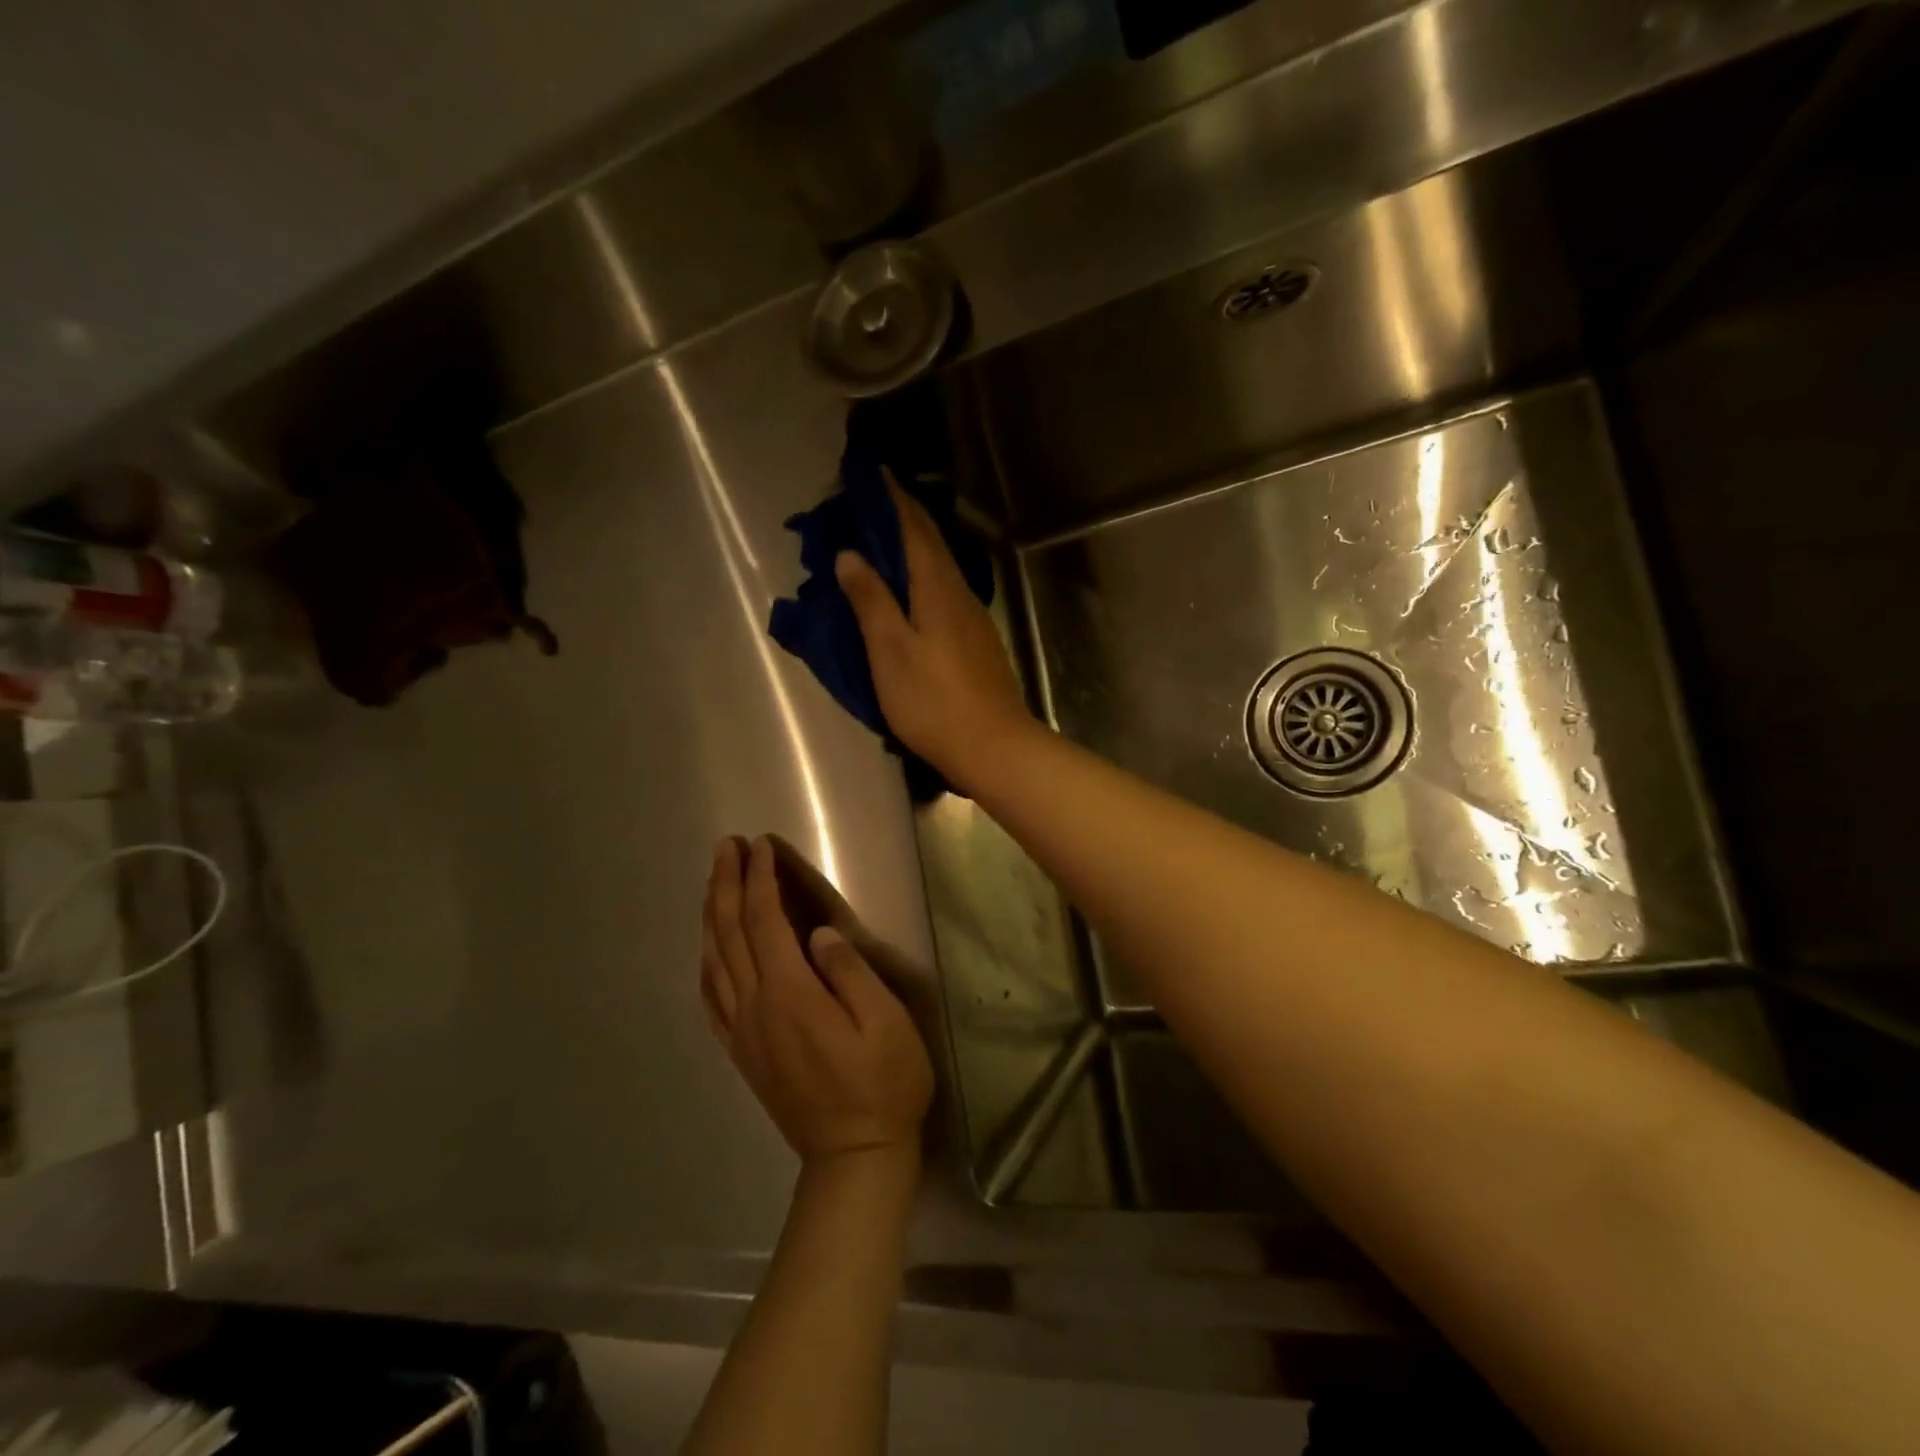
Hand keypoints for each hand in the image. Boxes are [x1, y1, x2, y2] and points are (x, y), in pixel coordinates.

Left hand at [701, 836, 933, 1164]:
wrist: (853, 1158)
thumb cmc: (883, 1084)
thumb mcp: (885, 1023)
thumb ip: (849, 973)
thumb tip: (818, 934)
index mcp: (790, 993)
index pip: (765, 921)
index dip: (759, 879)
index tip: (759, 845)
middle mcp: (755, 1006)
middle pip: (729, 933)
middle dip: (725, 884)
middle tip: (725, 846)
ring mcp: (742, 1032)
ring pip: (714, 961)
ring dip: (711, 915)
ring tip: (713, 881)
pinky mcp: (741, 1053)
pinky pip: (711, 999)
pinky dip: (705, 963)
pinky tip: (707, 950)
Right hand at [834, 475, 1035, 794]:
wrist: (994, 747)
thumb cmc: (934, 701)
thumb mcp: (890, 650)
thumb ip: (871, 600)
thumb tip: (851, 553)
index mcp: (938, 587)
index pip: (914, 528)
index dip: (893, 498)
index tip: (871, 474)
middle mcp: (960, 593)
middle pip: (930, 544)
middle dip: (901, 519)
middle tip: (866, 507)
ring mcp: (973, 619)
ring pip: (939, 569)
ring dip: (911, 550)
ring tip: (880, 546)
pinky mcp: (976, 643)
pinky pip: (943, 594)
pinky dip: (920, 580)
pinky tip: (907, 593)